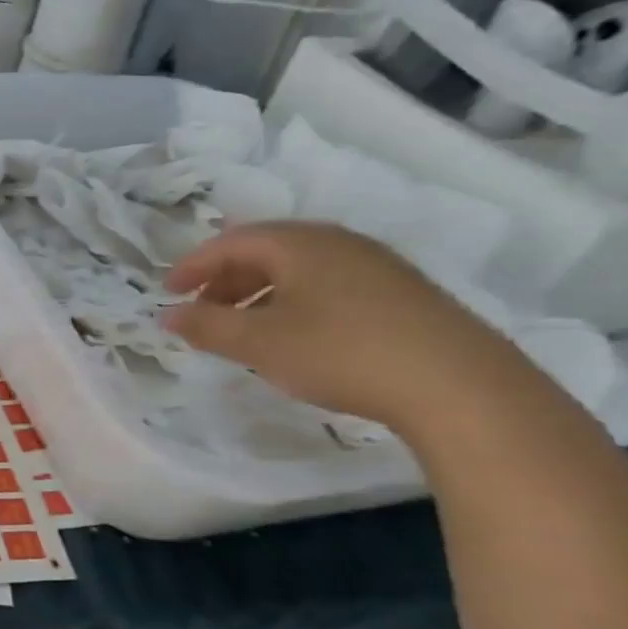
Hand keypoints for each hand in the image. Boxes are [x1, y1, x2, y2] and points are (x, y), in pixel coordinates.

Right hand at [160, 221, 525, 433]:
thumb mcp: (258, 343)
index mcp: (300, 243)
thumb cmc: (341, 353)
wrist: (460, 387)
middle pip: (266, 250)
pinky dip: (296, 301)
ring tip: (244, 328)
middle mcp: (338, 242)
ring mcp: (377, 266)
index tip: (168, 292)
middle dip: (226, 278)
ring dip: (260, 292)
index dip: (193, 265)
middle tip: (203, 310)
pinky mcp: (404, 294)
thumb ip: (206, 325)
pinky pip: (330, 284)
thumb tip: (167, 314)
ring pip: (300, 268)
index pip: (230, 241)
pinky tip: (297, 336)